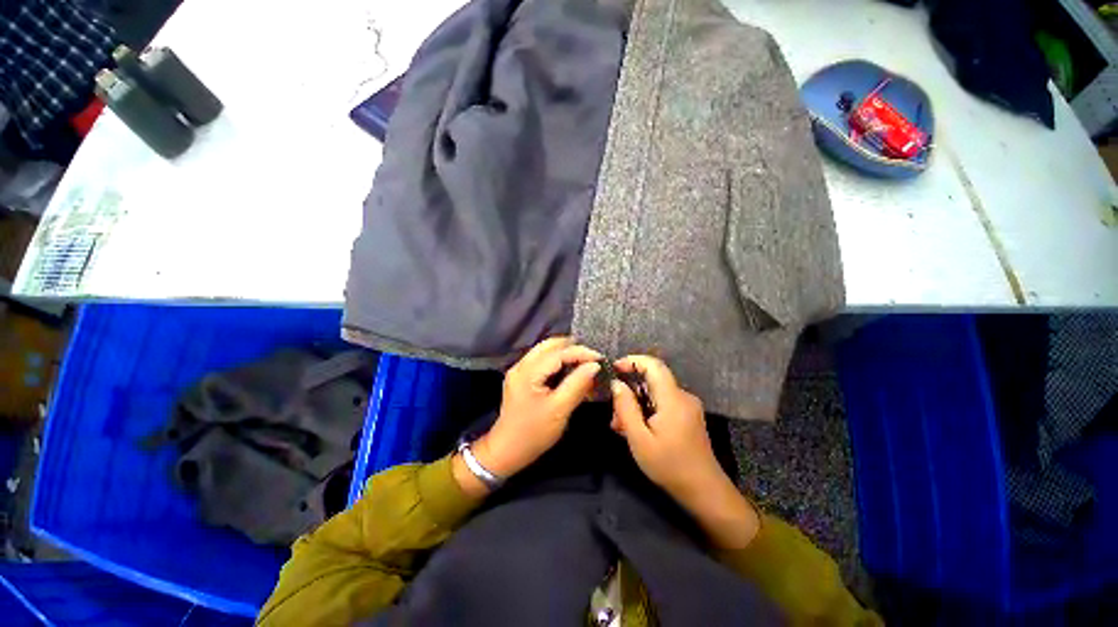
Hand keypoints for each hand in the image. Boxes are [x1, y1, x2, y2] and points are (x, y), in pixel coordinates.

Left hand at [473, 337, 601, 479]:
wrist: (507, 450)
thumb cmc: (534, 432)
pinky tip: (568, 368)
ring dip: (564, 352)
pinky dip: (556, 360)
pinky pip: (540, 360)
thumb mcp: (559, 410)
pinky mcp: (520, 377)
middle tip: (592, 356)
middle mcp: (521, 365)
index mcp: (528, 372)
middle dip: (572, 347)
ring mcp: (518, 370)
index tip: (600, 358)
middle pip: (549, 345)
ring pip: (544, 350)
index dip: (581, 352)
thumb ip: (577, 384)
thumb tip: (595, 366)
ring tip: (584, 360)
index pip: (558, 353)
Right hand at [609, 356, 722, 498]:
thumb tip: (617, 384)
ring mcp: (687, 406)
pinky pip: (663, 403)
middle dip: (630, 391)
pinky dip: (647, 410)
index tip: (615, 368)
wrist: (705, 491)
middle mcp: (683, 397)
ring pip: (655, 393)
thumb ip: (626, 408)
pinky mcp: (688, 415)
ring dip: (636, 404)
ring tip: (622, 427)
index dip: (633, 360)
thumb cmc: (669, 466)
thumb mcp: (639, 439)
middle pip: (652, 380)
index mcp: (673, 399)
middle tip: (615, 415)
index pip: (654, 365)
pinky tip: (637, 430)